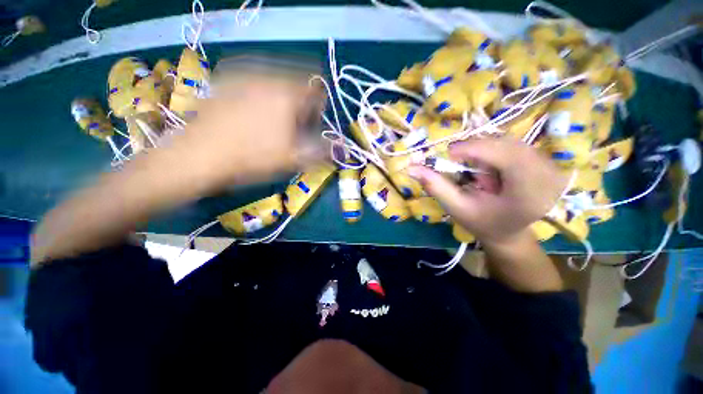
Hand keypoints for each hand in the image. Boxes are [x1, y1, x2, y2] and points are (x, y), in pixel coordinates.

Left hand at [164, 72, 324, 189]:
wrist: (201, 156)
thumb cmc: (254, 158)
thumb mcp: (295, 159)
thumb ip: (322, 151)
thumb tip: (340, 147)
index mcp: (288, 94)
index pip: (316, 90)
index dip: (319, 108)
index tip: (312, 124)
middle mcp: (268, 76)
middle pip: (297, 83)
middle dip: (300, 104)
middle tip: (293, 126)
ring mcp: (244, 75)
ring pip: (276, 81)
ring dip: (282, 99)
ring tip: (272, 122)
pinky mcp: (226, 80)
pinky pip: (254, 81)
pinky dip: (262, 94)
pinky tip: (252, 114)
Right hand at [408, 137, 566, 244]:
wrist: (508, 232)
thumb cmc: (481, 223)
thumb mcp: (455, 207)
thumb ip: (435, 186)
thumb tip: (410, 167)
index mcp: (527, 195)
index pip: (505, 157)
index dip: (474, 149)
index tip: (450, 154)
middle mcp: (547, 178)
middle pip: (508, 145)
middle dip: (478, 149)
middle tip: (460, 162)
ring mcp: (551, 168)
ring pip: (511, 141)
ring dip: (486, 150)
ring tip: (476, 170)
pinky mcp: (546, 162)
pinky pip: (516, 144)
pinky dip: (495, 150)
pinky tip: (490, 167)